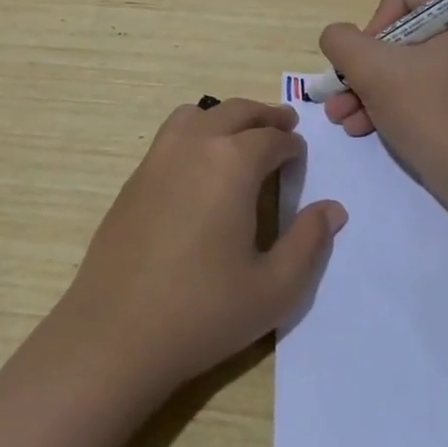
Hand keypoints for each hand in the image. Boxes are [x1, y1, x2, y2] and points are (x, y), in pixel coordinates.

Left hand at [57, 99, 346, 392]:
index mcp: (233, 162)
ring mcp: (158, 157)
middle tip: (283, 126)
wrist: (115, 335)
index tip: (300, 158)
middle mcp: (195, 145)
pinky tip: (201, 167)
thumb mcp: (274, 288)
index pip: (272, 137)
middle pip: (237, 111)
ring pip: (199, 113)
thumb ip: (309, 242)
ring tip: (242, 138)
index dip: (292, 145)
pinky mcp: (134, 178)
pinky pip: (172, 134)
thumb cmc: (203, 312)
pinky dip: (196, 131)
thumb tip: (333, 209)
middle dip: (265, 116)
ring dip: (227, 117)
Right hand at [318, 0, 447, 195]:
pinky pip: (416, 84)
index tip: (368, 58)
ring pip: (402, 61)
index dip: (375, 19)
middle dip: (362, 63)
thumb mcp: (373, 71)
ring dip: (366, 86)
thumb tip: (338, 38)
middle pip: (398, 28)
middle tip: (341, 90)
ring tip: (340, 116)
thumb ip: (342, 41)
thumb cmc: (429, 113)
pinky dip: (387, 101)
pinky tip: (360, 126)